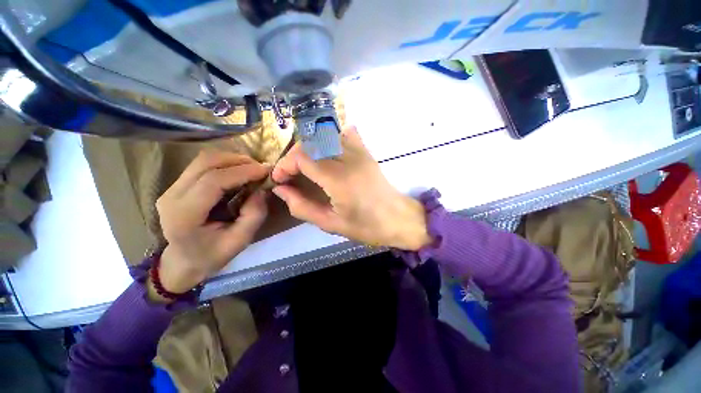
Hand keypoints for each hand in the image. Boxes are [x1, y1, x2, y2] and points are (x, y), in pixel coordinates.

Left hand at [153, 151, 268, 297]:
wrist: (183, 262)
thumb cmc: (212, 255)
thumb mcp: (240, 241)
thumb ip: (254, 215)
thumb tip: (262, 190)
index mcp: (185, 215)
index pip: (212, 181)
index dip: (242, 171)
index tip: (266, 171)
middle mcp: (172, 196)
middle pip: (205, 163)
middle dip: (238, 161)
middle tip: (261, 168)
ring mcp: (171, 189)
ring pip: (203, 160)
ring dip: (232, 160)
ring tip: (253, 169)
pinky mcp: (177, 185)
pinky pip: (202, 165)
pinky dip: (225, 164)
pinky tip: (239, 172)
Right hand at [271, 126, 431, 250]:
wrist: (397, 218)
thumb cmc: (366, 226)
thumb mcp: (330, 224)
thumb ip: (302, 207)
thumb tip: (281, 190)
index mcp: (338, 179)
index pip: (302, 157)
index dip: (284, 165)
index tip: (279, 179)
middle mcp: (348, 159)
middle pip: (311, 142)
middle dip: (294, 156)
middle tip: (291, 174)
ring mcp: (360, 153)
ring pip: (325, 135)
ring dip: (310, 148)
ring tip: (306, 165)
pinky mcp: (366, 152)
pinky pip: (346, 134)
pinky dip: (331, 137)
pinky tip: (327, 151)